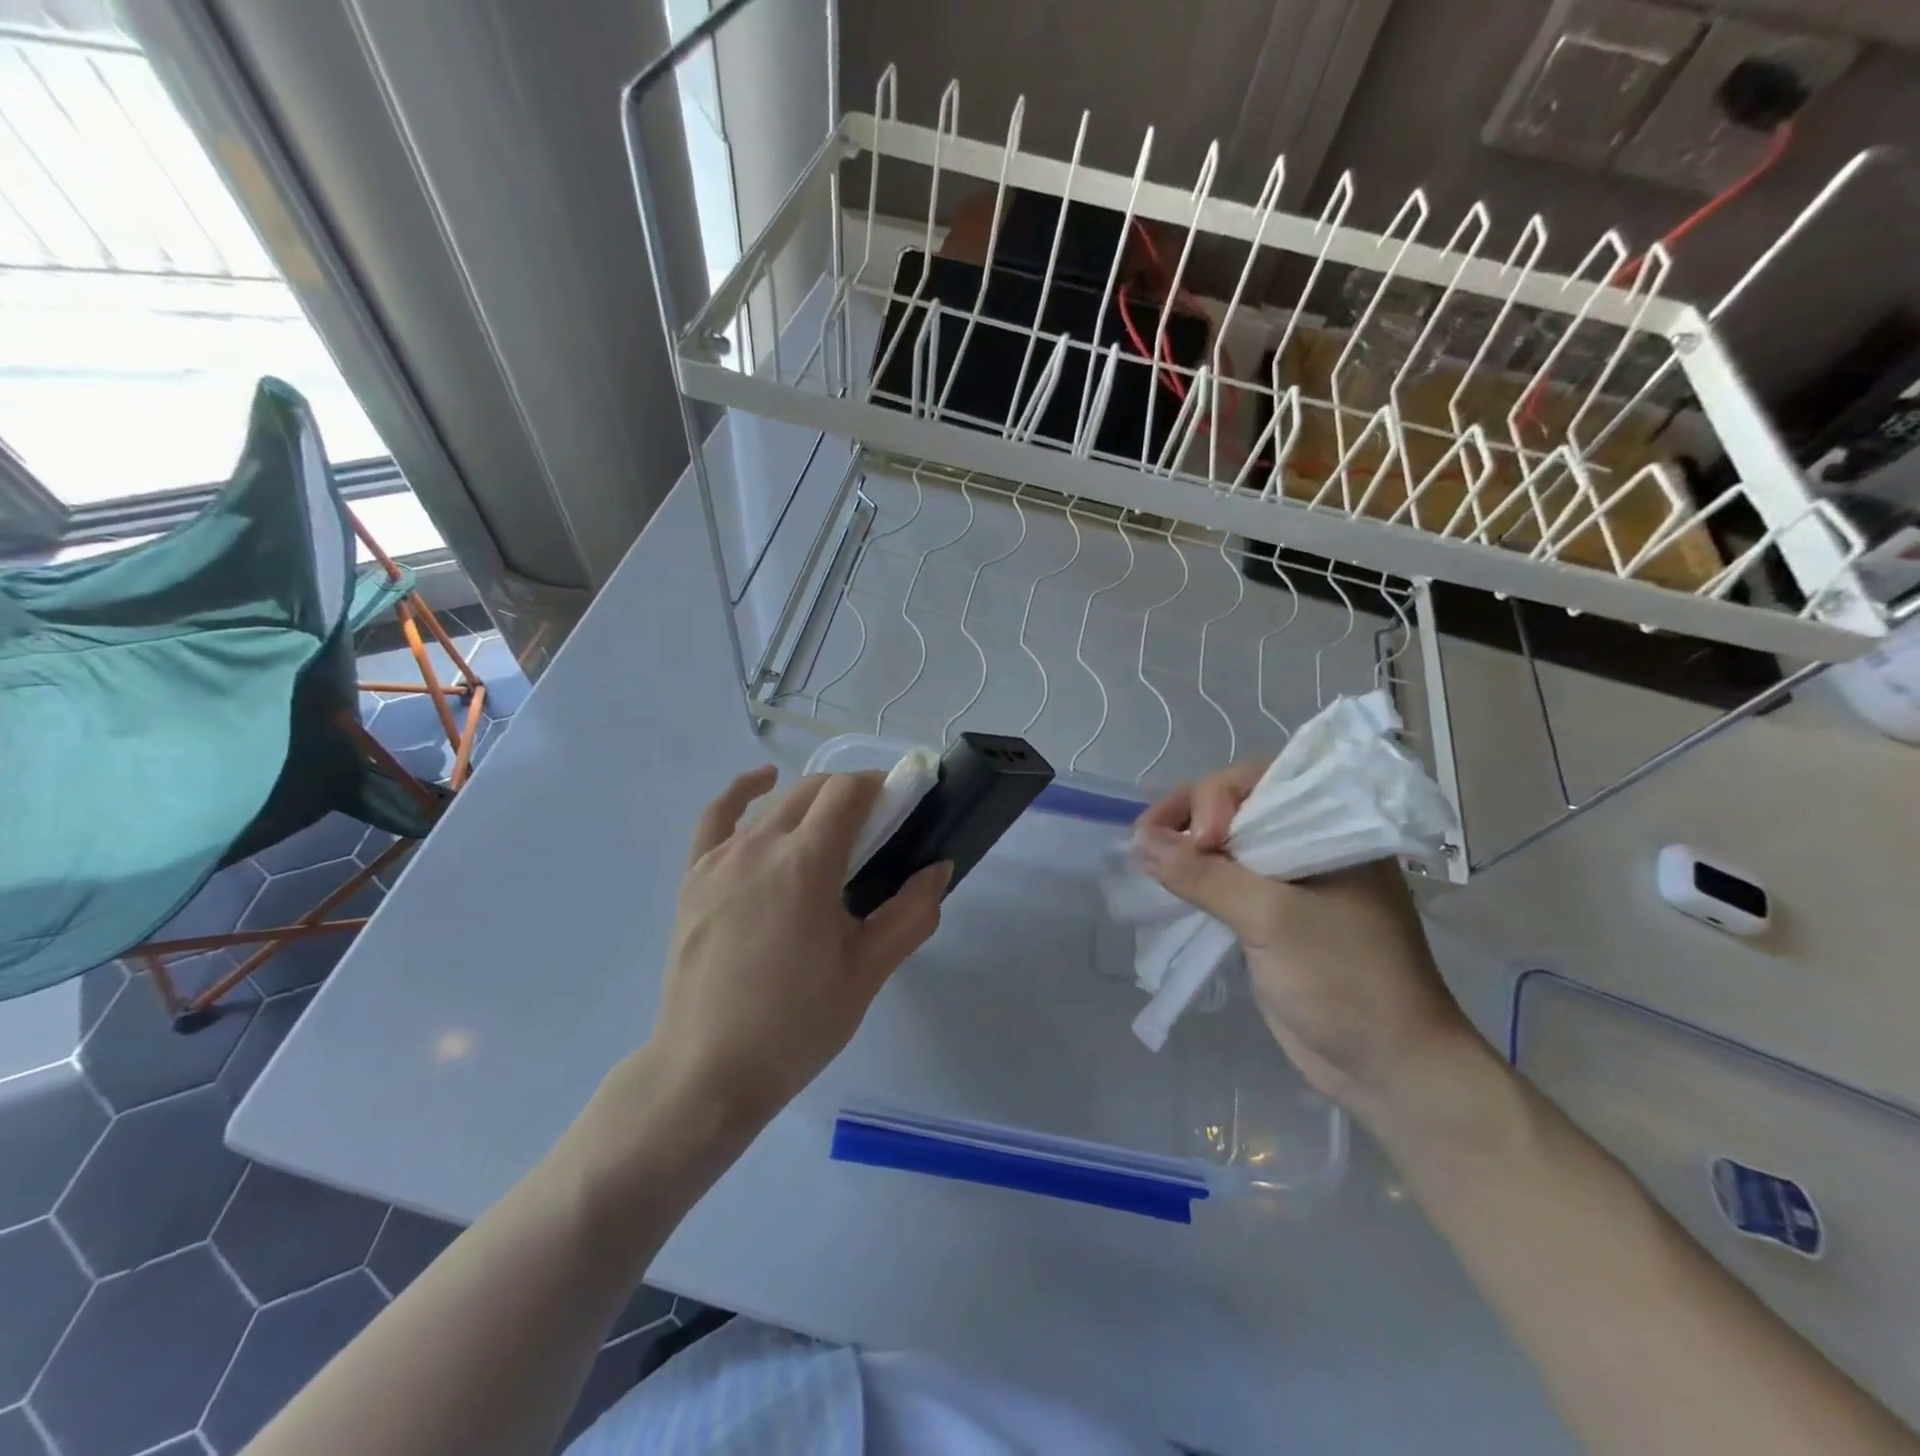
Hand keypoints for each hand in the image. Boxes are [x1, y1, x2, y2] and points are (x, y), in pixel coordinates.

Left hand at [647, 766, 951, 1124]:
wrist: (709, 1072)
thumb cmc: (797, 1024)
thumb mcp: (868, 971)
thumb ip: (911, 913)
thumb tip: (939, 868)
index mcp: (806, 862)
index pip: (848, 791)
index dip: (880, 787)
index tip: (900, 808)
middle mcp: (761, 845)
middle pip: (814, 789)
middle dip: (851, 794)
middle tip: (876, 831)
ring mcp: (720, 858)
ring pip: (775, 805)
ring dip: (811, 803)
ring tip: (833, 831)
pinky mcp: (694, 877)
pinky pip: (717, 817)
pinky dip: (743, 792)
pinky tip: (763, 782)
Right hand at [1137, 762, 1477, 1119]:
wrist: (1388, 1069)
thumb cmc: (1345, 981)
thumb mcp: (1273, 919)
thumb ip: (1204, 875)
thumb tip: (1140, 840)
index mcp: (1331, 828)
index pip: (1259, 781)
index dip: (1216, 799)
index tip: (1196, 841)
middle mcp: (1310, 844)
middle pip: (1236, 806)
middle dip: (1189, 818)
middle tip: (1147, 842)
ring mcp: (1290, 881)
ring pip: (1225, 844)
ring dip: (1184, 848)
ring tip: (1145, 859)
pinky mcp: (1271, 916)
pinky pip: (1223, 881)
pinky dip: (1192, 879)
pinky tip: (1163, 883)